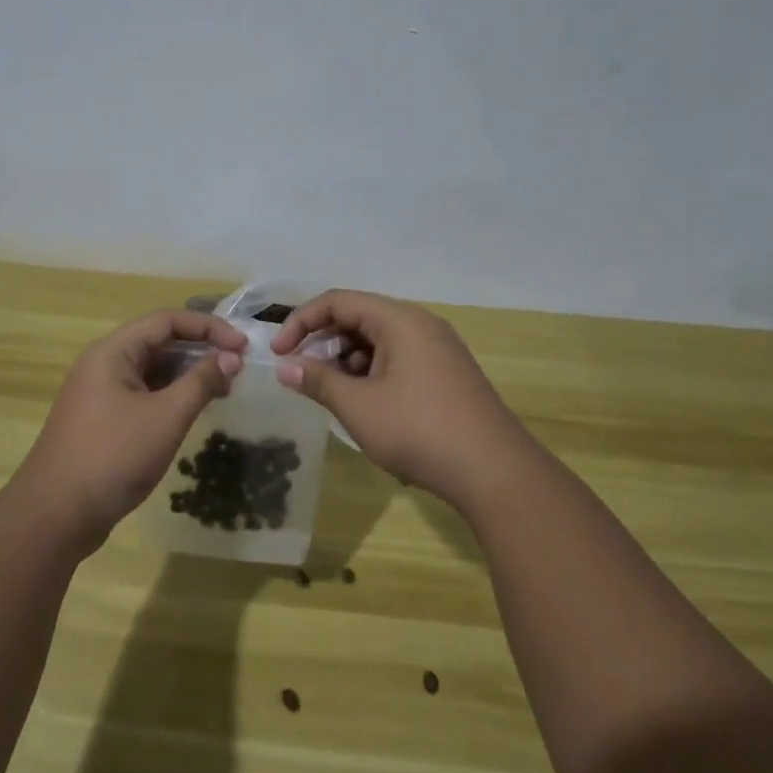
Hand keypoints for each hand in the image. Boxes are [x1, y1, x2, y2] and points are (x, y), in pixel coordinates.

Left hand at [14, 310, 246, 550]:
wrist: (54, 517)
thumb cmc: (112, 457)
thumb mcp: (166, 417)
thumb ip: (201, 382)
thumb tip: (231, 358)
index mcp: (112, 352)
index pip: (166, 321)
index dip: (208, 327)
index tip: (242, 346)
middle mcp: (103, 364)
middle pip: (158, 341)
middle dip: (200, 349)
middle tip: (236, 367)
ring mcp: (100, 393)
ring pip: (151, 369)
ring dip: (187, 374)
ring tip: (222, 388)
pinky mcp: (102, 420)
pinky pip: (143, 393)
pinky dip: (171, 395)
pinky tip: (193, 410)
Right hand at [270, 290, 529, 506]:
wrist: (494, 471)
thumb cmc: (419, 430)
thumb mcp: (359, 407)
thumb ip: (318, 381)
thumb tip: (285, 367)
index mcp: (399, 320)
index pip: (338, 301)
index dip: (301, 322)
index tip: (278, 353)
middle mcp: (420, 324)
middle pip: (359, 317)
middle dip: (324, 342)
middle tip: (302, 374)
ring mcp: (437, 348)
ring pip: (379, 340)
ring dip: (347, 360)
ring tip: (332, 393)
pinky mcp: (446, 372)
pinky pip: (398, 357)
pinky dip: (372, 372)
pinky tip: (364, 403)